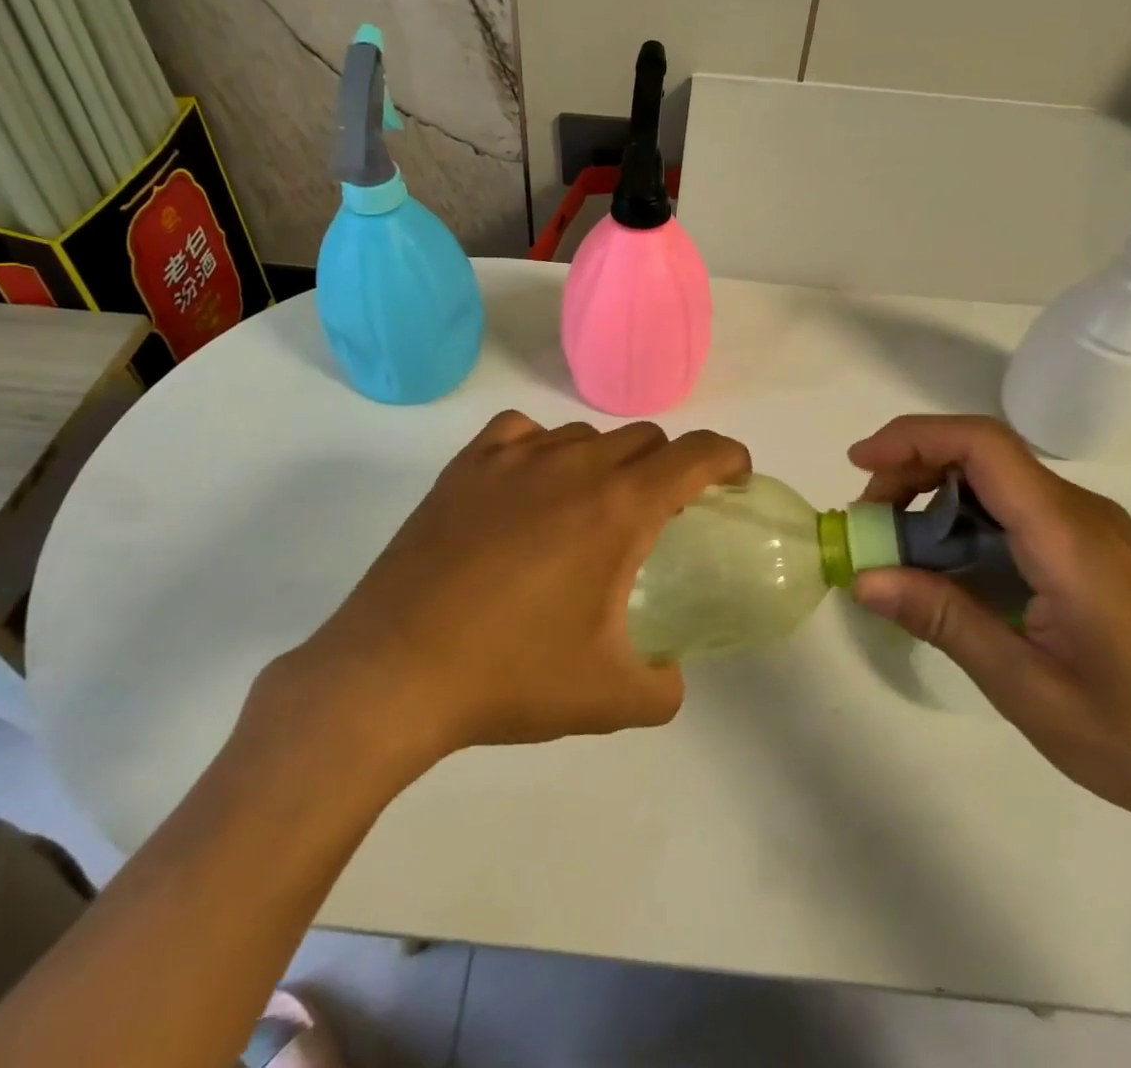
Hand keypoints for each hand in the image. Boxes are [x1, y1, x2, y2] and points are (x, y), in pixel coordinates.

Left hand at [261, 411, 749, 775]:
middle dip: (668, 467)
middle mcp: (572, 466)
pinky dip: (542, 447)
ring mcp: (513, 460)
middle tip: (661, 513)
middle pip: (643, 439)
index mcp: (618, 508)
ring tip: (591, 509)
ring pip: (584, 436)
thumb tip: (670, 675)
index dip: (727, 456)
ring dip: (606, 461)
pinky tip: (532, 483)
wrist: (395, 673)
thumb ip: (664, 686)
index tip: (735, 475)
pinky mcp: (465, 468)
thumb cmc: (511, 678)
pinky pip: (521, 431)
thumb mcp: (610, 698)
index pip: (694, 454)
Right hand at [848, 415, 1130, 847]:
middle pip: (983, 455)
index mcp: (1068, 538)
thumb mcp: (1026, 688)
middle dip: (912, 472)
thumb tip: (864, 577)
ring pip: (1000, 483)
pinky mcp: (1102, 554)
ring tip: (901, 555)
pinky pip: (1022, 514)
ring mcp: (1098, 532)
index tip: (858, 466)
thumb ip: (943, 620)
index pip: (982, 446)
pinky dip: (970, 525)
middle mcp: (1084, 515)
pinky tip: (955, 575)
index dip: (912, 439)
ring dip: (938, 501)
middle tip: (871, 527)